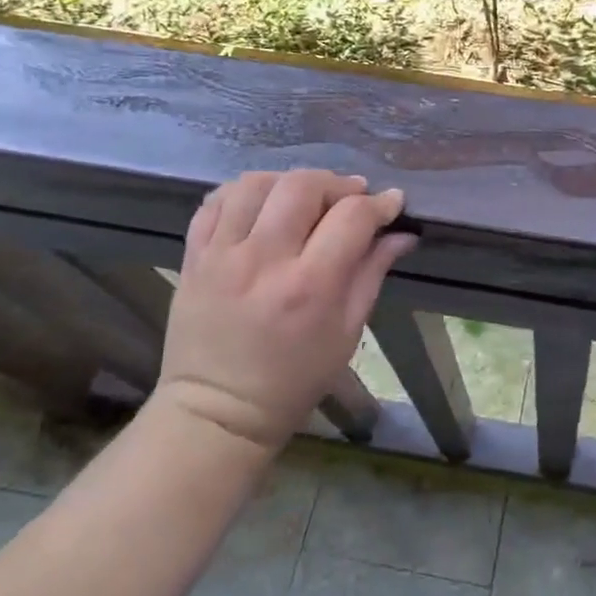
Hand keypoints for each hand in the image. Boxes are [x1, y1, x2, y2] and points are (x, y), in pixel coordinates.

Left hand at [153, 170, 414, 448]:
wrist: (217, 412)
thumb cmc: (294, 380)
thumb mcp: (347, 332)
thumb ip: (373, 272)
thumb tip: (402, 233)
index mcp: (309, 286)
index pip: (352, 216)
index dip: (380, 203)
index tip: (392, 204)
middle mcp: (263, 261)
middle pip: (302, 186)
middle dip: (336, 184)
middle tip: (349, 199)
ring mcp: (221, 255)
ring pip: (256, 183)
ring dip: (289, 182)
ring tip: (304, 199)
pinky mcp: (194, 257)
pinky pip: (215, 201)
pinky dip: (244, 192)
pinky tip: (263, 205)